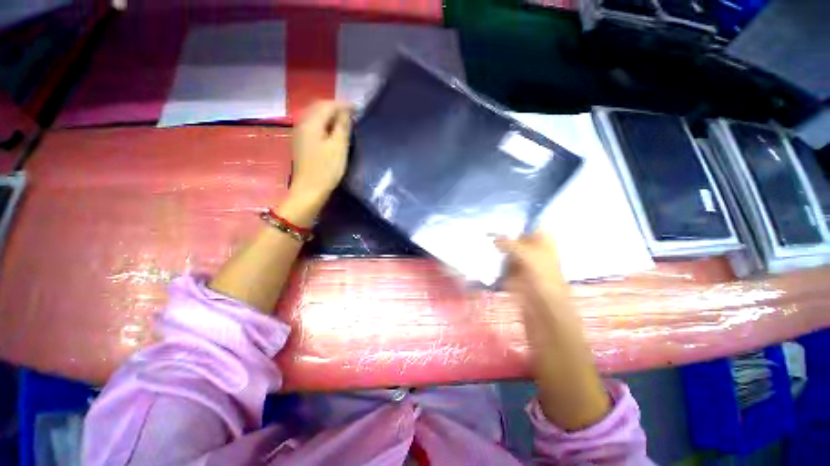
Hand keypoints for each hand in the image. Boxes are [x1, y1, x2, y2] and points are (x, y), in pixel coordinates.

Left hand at [282, 101, 351, 225]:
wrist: (309, 190)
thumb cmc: (326, 169)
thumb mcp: (339, 147)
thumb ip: (342, 126)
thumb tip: (346, 111)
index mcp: (312, 122)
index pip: (328, 105)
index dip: (344, 105)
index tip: (358, 109)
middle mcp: (303, 123)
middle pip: (319, 107)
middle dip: (336, 108)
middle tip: (352, 115)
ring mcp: (300, 133)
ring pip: (316, 116)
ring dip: (330, 116)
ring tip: (345, 122)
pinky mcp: (301, 142)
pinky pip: (313, 125)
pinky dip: (324, 124)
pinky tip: (332, 132)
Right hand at [497, 233, 610, 430]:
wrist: (549, 333)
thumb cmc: (548, 294)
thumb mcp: (534, 264)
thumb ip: (514, 246)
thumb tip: (494, 236)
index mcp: (547, 251)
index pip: (535, 229)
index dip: (521, 222)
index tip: (500, 216)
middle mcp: (536, 259)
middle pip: (519, 241)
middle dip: (504, 234)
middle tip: (483, 228)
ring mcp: (525, 273)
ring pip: (510, 256)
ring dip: (497, 250)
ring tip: (478, 241)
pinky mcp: (515, 286)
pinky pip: (503, 271)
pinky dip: (494, 266)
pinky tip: (481, 261)